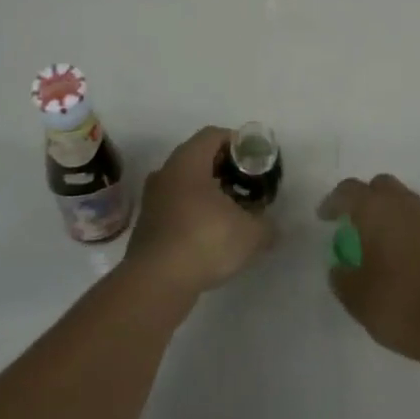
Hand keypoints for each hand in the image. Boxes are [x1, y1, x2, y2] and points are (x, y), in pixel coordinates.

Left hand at [122, 127, 274, 304]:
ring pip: (185, 184)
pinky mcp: (147, 226)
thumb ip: (266, 225)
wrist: (155, 283)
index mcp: (188, 161)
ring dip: (208, 194)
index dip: (238, 143)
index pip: (214, 135)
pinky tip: (211, 236)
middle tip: (247, 187)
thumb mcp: (250, 233)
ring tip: (232, 214)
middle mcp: (166, 172)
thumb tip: (272, 228)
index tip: (256, 162)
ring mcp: (152, 199)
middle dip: (225, 170)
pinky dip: (194, 214)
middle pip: (199, 158)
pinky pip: (175, 207)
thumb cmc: (205, 241)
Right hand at [317, 175, 419, 369]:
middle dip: (364, 198)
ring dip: (388, 212)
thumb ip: (342, 278)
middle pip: (381, 186)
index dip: (333, 201)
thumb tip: (340, 268)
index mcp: (377, 210)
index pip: (349, 191)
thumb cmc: (400, 305)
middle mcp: (404, 206)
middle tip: (352, 221)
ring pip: (403, 201)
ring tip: (376, 240)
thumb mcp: (357, 298)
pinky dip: (407, 230)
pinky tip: (401, 256)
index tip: (323, 217)